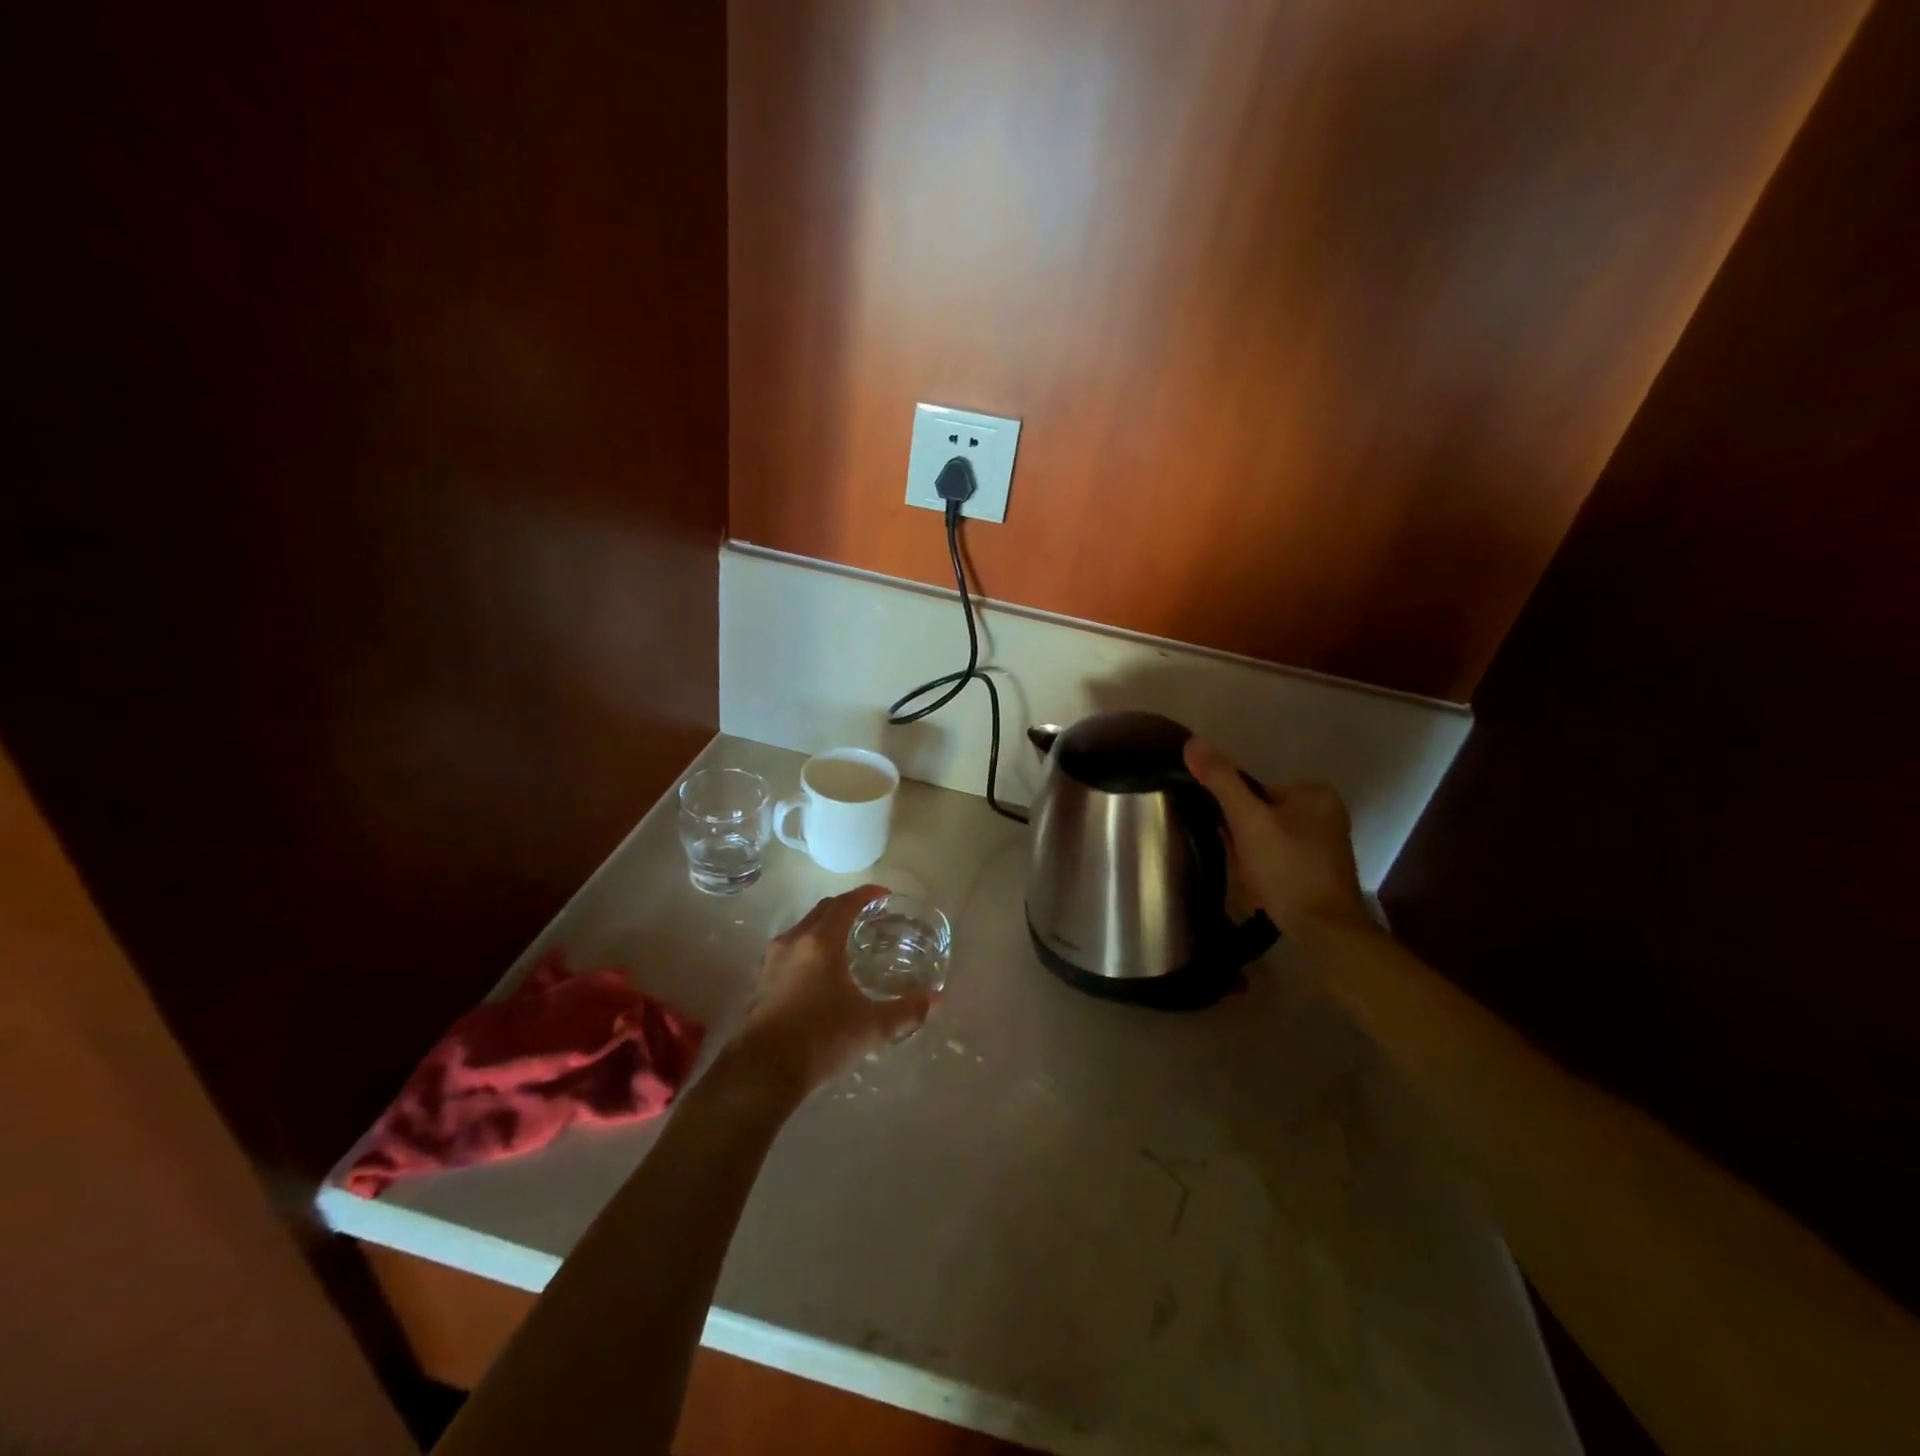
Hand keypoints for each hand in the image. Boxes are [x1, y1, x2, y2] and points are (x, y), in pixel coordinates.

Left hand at [731, 885, 932, 1095]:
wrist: (763, 1072)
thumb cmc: (821, 1040)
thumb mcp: (872, 1028)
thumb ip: (906, 1012)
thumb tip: (936, 1001)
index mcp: (821, 942)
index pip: (846, 903)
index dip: (867, 894)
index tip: (884, 895)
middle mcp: (794, 941)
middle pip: (823, 910)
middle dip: (846, 906)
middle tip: (868, 914)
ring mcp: (772, 960)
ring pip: (803, 928)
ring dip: (825, 925)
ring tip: (846, 939)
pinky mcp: (762, 981)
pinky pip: (790, 948)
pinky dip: (809, 945)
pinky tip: (820, 969)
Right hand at [1183, 738, 1371, 939]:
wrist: (1324, 930)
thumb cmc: (1287, 868)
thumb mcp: (1248, 820)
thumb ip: (1221, 781)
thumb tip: (1192, 742)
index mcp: (1315, 793)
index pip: (1256, 790)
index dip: (1235, 813)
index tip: (1230, 837)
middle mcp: (1327, 812)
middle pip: (1262, 814)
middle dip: (1243, 836)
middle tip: (1239, 860)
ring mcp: (1326, 843)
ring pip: (1268, 838)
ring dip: (1251, 854)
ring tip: (1250, 876)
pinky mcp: (1321, 870)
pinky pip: (1280, 858)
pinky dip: (1266, 869)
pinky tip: (1262, 887)